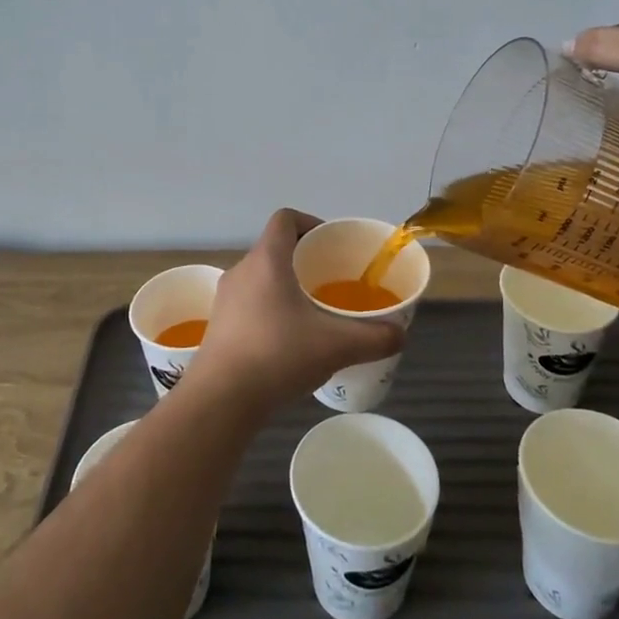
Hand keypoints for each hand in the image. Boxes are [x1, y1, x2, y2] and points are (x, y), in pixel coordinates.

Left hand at [193, 210, 404, 410]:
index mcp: (266, 260)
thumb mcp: (335, 346)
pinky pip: (248, 304)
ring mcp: (225, 299)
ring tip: (312, 314)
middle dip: (303, 261)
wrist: (220, 399)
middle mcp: (241, 271)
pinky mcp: (218, 326)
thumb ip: (374, 337)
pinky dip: (269, 311)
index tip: (331, 245)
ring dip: (285, 287)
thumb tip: (399, 334)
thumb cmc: (277, 356)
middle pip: (274, 249)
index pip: (285, 218)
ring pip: (260, 279)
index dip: (310, 222)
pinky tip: (288, 342)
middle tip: (330, 282)